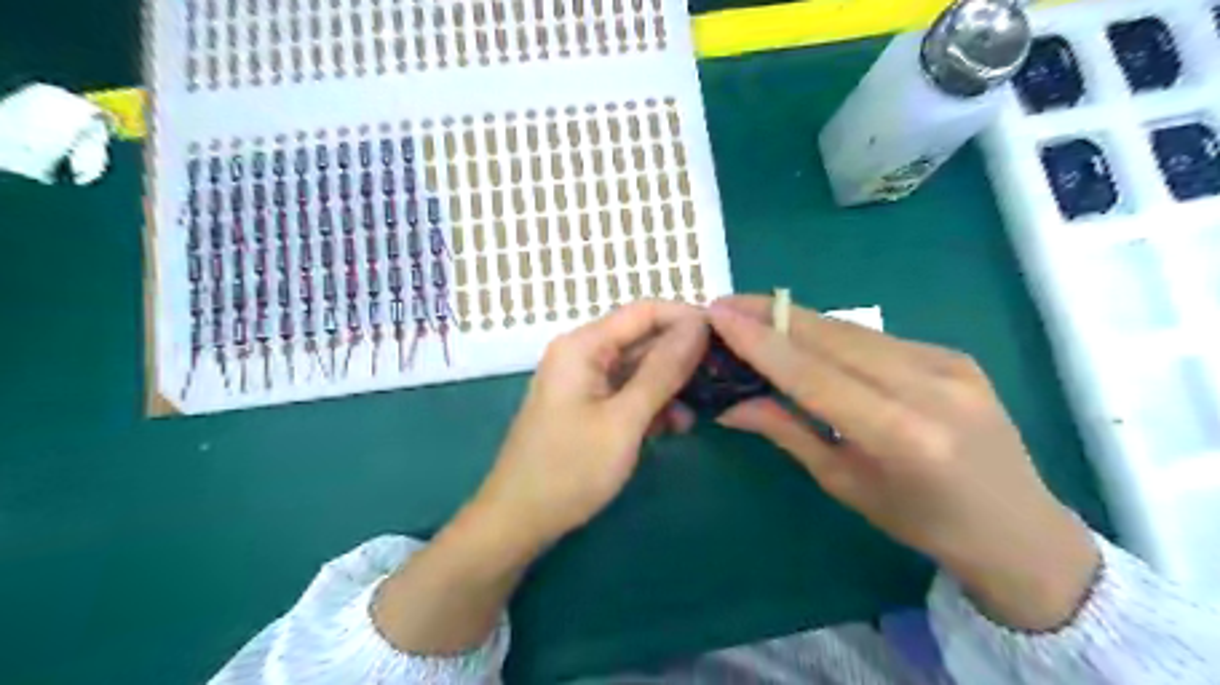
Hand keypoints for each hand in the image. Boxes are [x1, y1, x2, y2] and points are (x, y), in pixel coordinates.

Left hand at [470, 302, 711, 552]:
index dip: (687, 318)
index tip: (726, 338)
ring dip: (670, 385)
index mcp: (583, 345)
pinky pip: (627, 393)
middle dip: (682, 356)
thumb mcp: (624, 419)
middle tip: (724, 376)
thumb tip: (699, 326)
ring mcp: (583, 382)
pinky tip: (675, 426)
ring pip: (638, 369)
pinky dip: (652, 405)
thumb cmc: (569, 469)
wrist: (518, 521)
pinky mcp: (587, 406)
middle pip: (642, 339)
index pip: (644, 311)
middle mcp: (582, 354)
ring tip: (702, 408)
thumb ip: (663, 370)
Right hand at [711, 294, 1101, 631]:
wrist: (1020, 529)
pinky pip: (875, 338)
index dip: (760, 341)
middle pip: (831, 336)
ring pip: (851, 330)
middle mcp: (929, 386)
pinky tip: (803, 336)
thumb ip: (788, 433)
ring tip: (752, 314)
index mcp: (901, 434)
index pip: (812, 374)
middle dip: (772, 315)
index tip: (717, 314)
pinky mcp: (953, 353)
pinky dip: (831, 334)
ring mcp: (947, 363)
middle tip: (725, 305)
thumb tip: (730, 405)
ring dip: (797, 320)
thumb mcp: (845, 485)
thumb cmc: (922, 523)